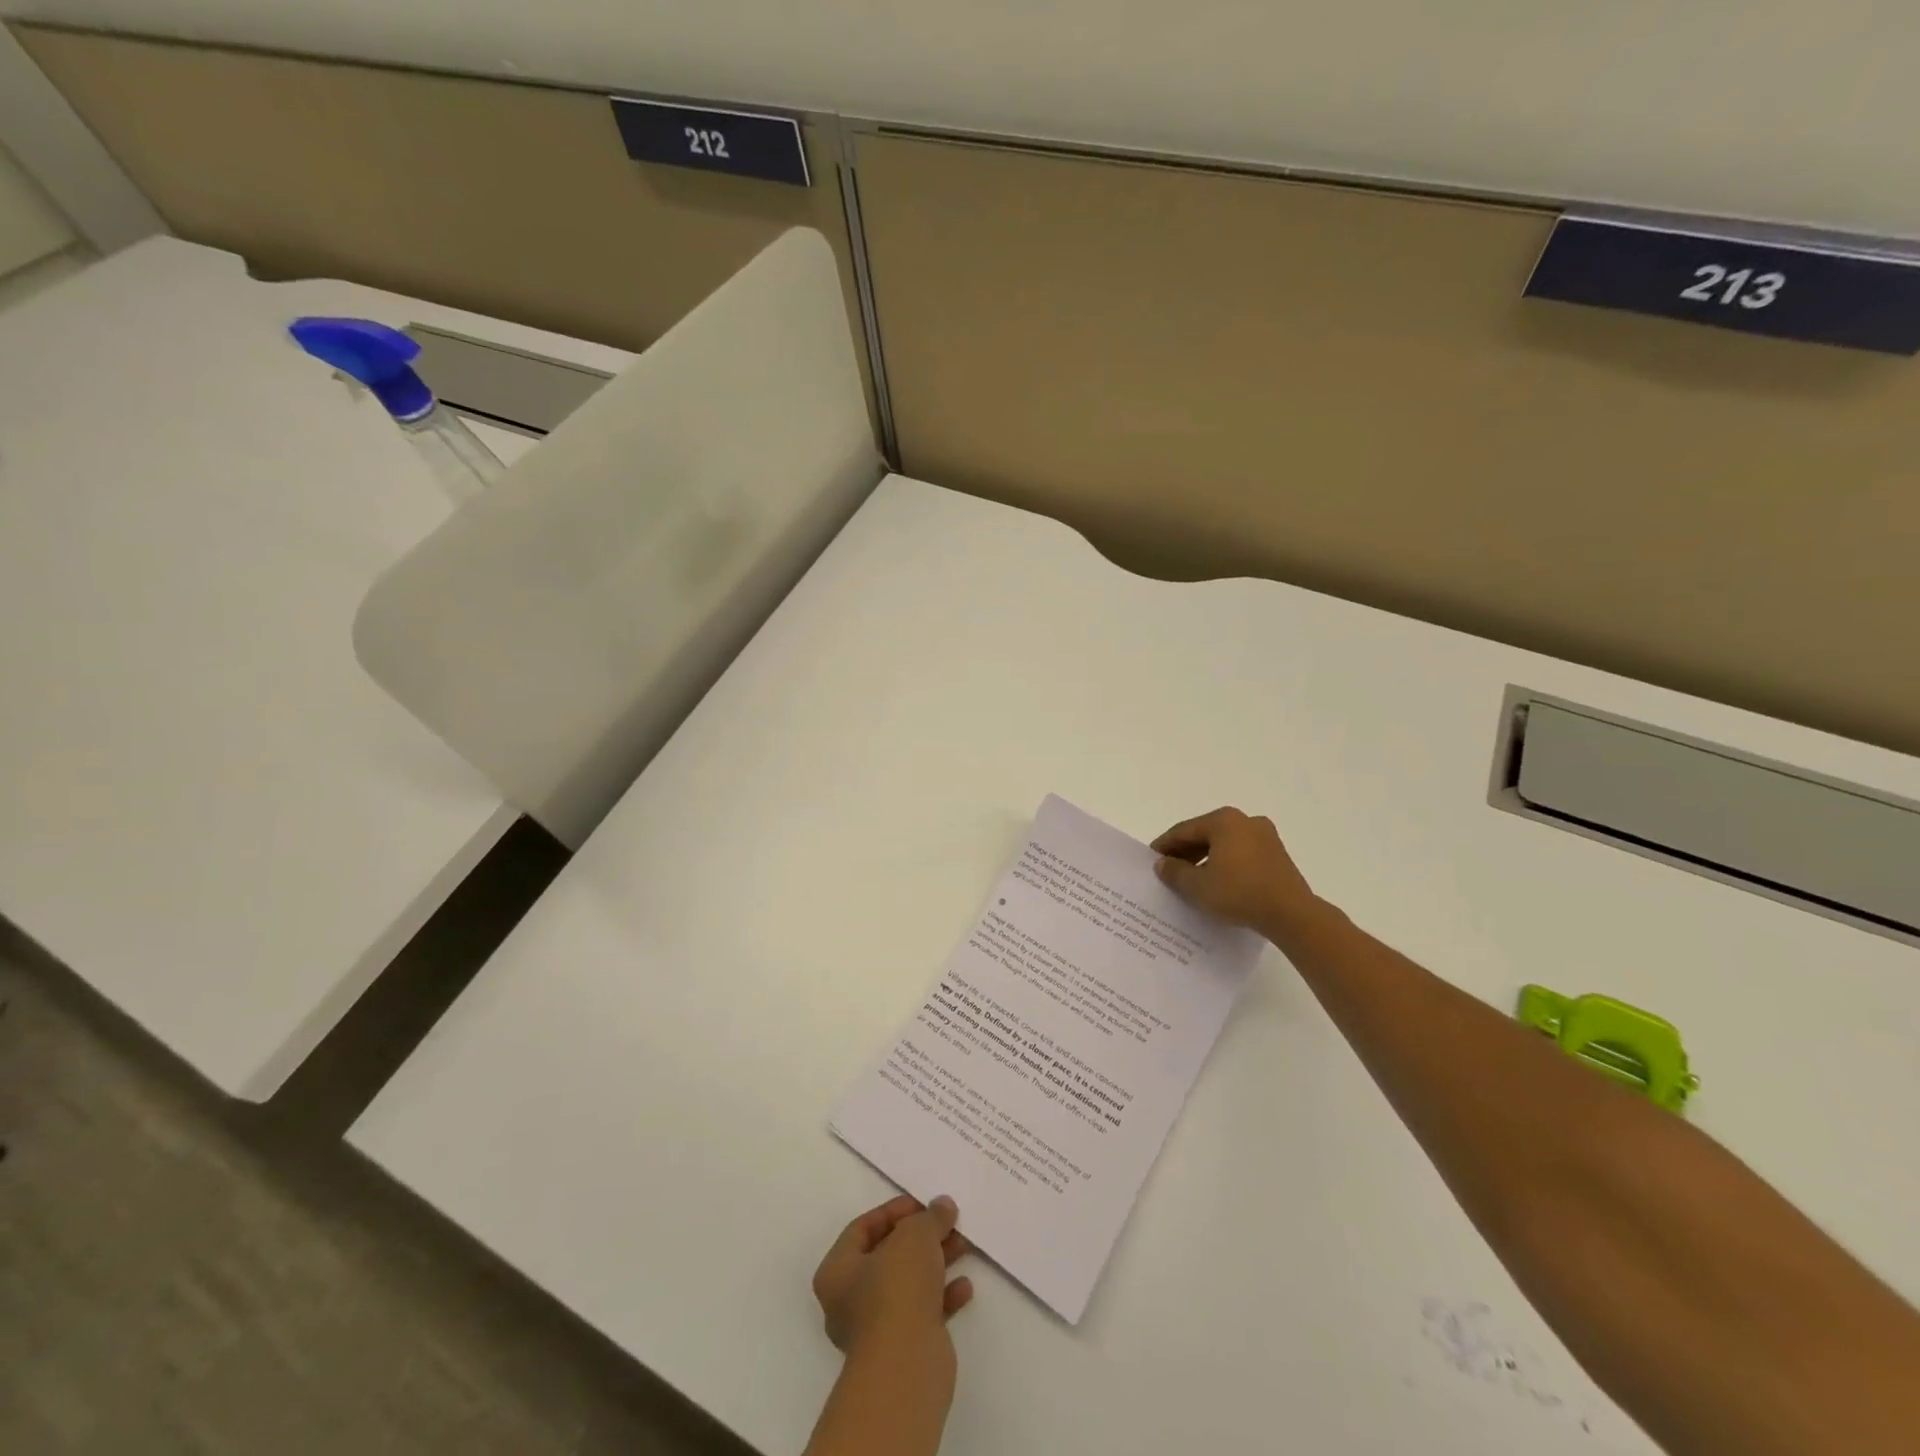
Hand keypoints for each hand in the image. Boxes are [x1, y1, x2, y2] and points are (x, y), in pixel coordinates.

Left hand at [813, 1195, 973, 1355]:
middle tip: (948, 1223)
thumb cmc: (896, 1288)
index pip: (863, 1228)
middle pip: (889, 1256)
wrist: (906, 1366)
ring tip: (964, 1246)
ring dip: (936, 1263)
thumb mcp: (915, 1235)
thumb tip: (943, 1206)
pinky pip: (923, 1311)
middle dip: (921, 1238)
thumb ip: (930, 1217)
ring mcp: (876, 1328)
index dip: (894, 1211)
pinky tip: (964, 1287)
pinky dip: (942, 1296)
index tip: (923, 1204)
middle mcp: (850, 1299)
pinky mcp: (902, 1349)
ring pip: (908, 1283)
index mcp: (837, 1270)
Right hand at [1152, 806, 1318, 939]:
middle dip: (1185, 852)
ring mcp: (1265, 837)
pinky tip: (1217, 883)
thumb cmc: (1238, 893)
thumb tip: (1162, 863)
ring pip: (1224, 845)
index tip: (1151, 860)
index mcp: (1224, 821)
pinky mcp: (1277, 855)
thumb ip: (1174, 872)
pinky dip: (1225, 865)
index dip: (1164, 846)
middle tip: (1168, 870)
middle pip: (1205, 835)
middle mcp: (1245, 821)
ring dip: (1205, 859)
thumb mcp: (1197, 886)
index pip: (1184, 830)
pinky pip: (1241, 855)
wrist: (1291, 914)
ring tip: (1191, 880)